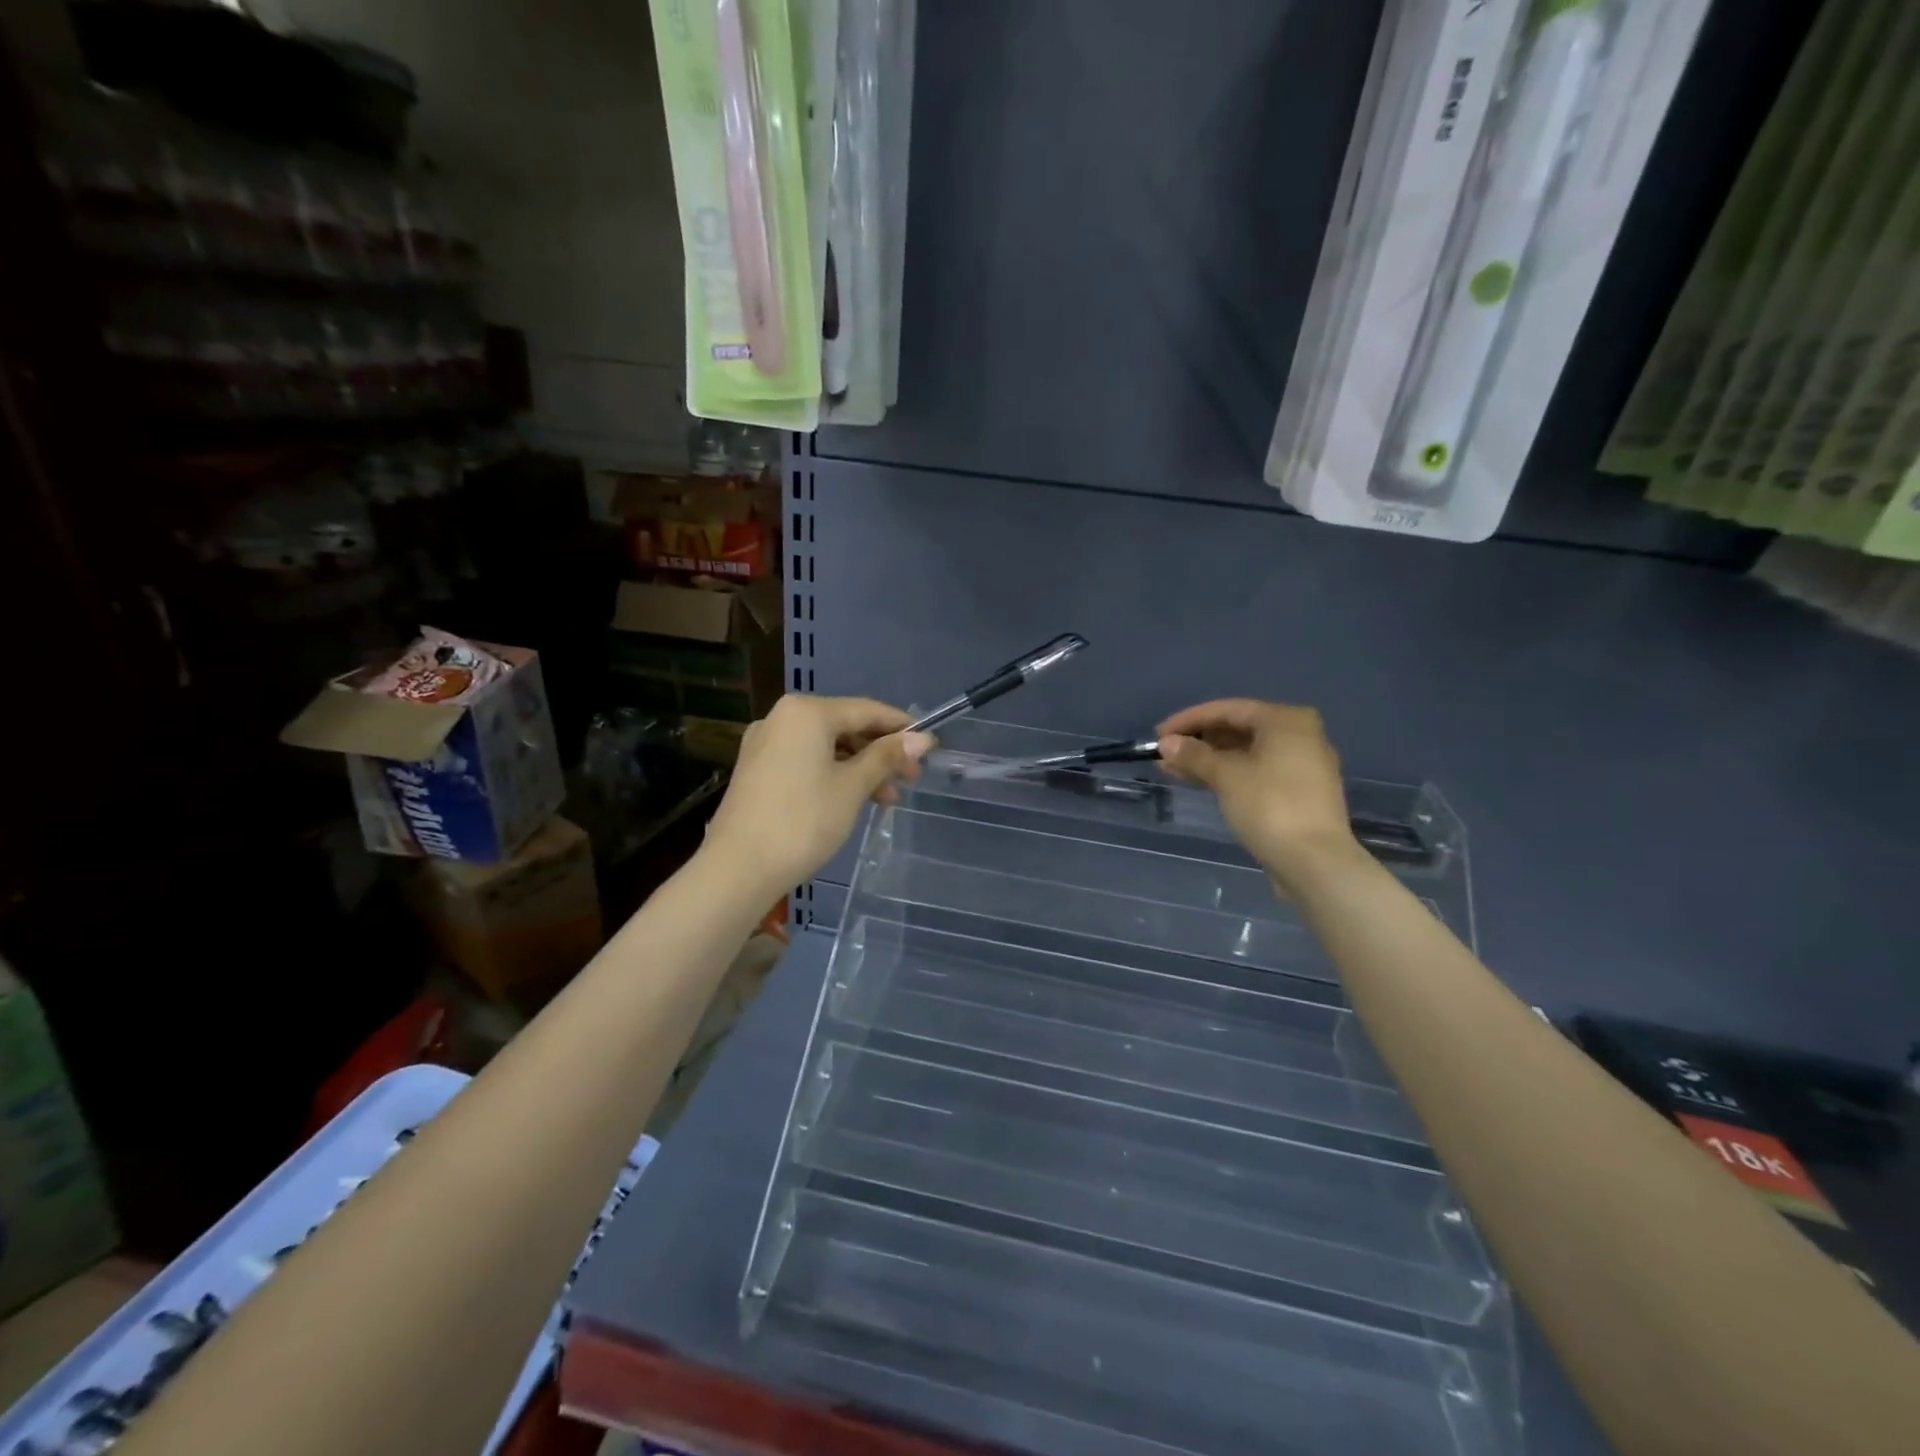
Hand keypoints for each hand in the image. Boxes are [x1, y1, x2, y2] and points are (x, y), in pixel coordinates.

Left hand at [703, 695, 933, 896]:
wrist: (738, 868)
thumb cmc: (803, 821)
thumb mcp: (852, 787)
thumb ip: (886, 757)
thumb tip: (923, 738)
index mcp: (806, 712)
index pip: (866, 710)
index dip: (901, 727)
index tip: (929, 748)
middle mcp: (782, 718)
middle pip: (844, 726)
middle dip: (879, 752)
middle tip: (909, 779)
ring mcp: (765, 743)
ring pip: (825, 745)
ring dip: (858, 767)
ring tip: (885, 798)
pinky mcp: (756, 769)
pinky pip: (805, 760)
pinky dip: (832, 773)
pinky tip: (851, 798)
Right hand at [1156, 699, 1356, 888]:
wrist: (1314, 861)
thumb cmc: (1269, 805)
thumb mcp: (1225, 776)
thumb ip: (1193, 755)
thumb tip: (1166, 743)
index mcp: (1286, 720)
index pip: (1227, 710)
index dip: (1188, 720)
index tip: (1158, 735)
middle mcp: (1299, 735)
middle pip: (1238, 730)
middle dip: (1198, 742)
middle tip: (1164, 754)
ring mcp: (1301, 766)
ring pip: (1245, 754)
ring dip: (1208, 760)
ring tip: (1171, 769)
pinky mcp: (1298, 793)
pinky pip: (1255, 772)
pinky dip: (1227, 774)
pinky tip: (1198, 782)